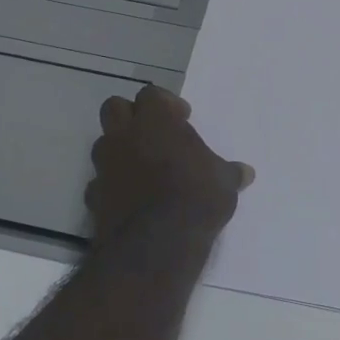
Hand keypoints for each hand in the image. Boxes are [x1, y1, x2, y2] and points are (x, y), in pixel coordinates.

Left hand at [86, 85, 253, 248]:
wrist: (155, 245)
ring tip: (143, 168)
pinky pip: (98, 182)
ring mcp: (104, 166)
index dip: (166, 104)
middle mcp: (124, 136)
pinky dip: (111, 185)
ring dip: (119, 149)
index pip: (151, 94)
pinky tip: (129, 199)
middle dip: (131, 116)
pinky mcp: (93, 196)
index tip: (183, 119)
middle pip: (115, 107)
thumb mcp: (224, 183)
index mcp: (156, 121)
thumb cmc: (196, 198)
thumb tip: (246, 173)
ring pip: (102, 143)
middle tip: (154, 134)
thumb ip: (230, 173)